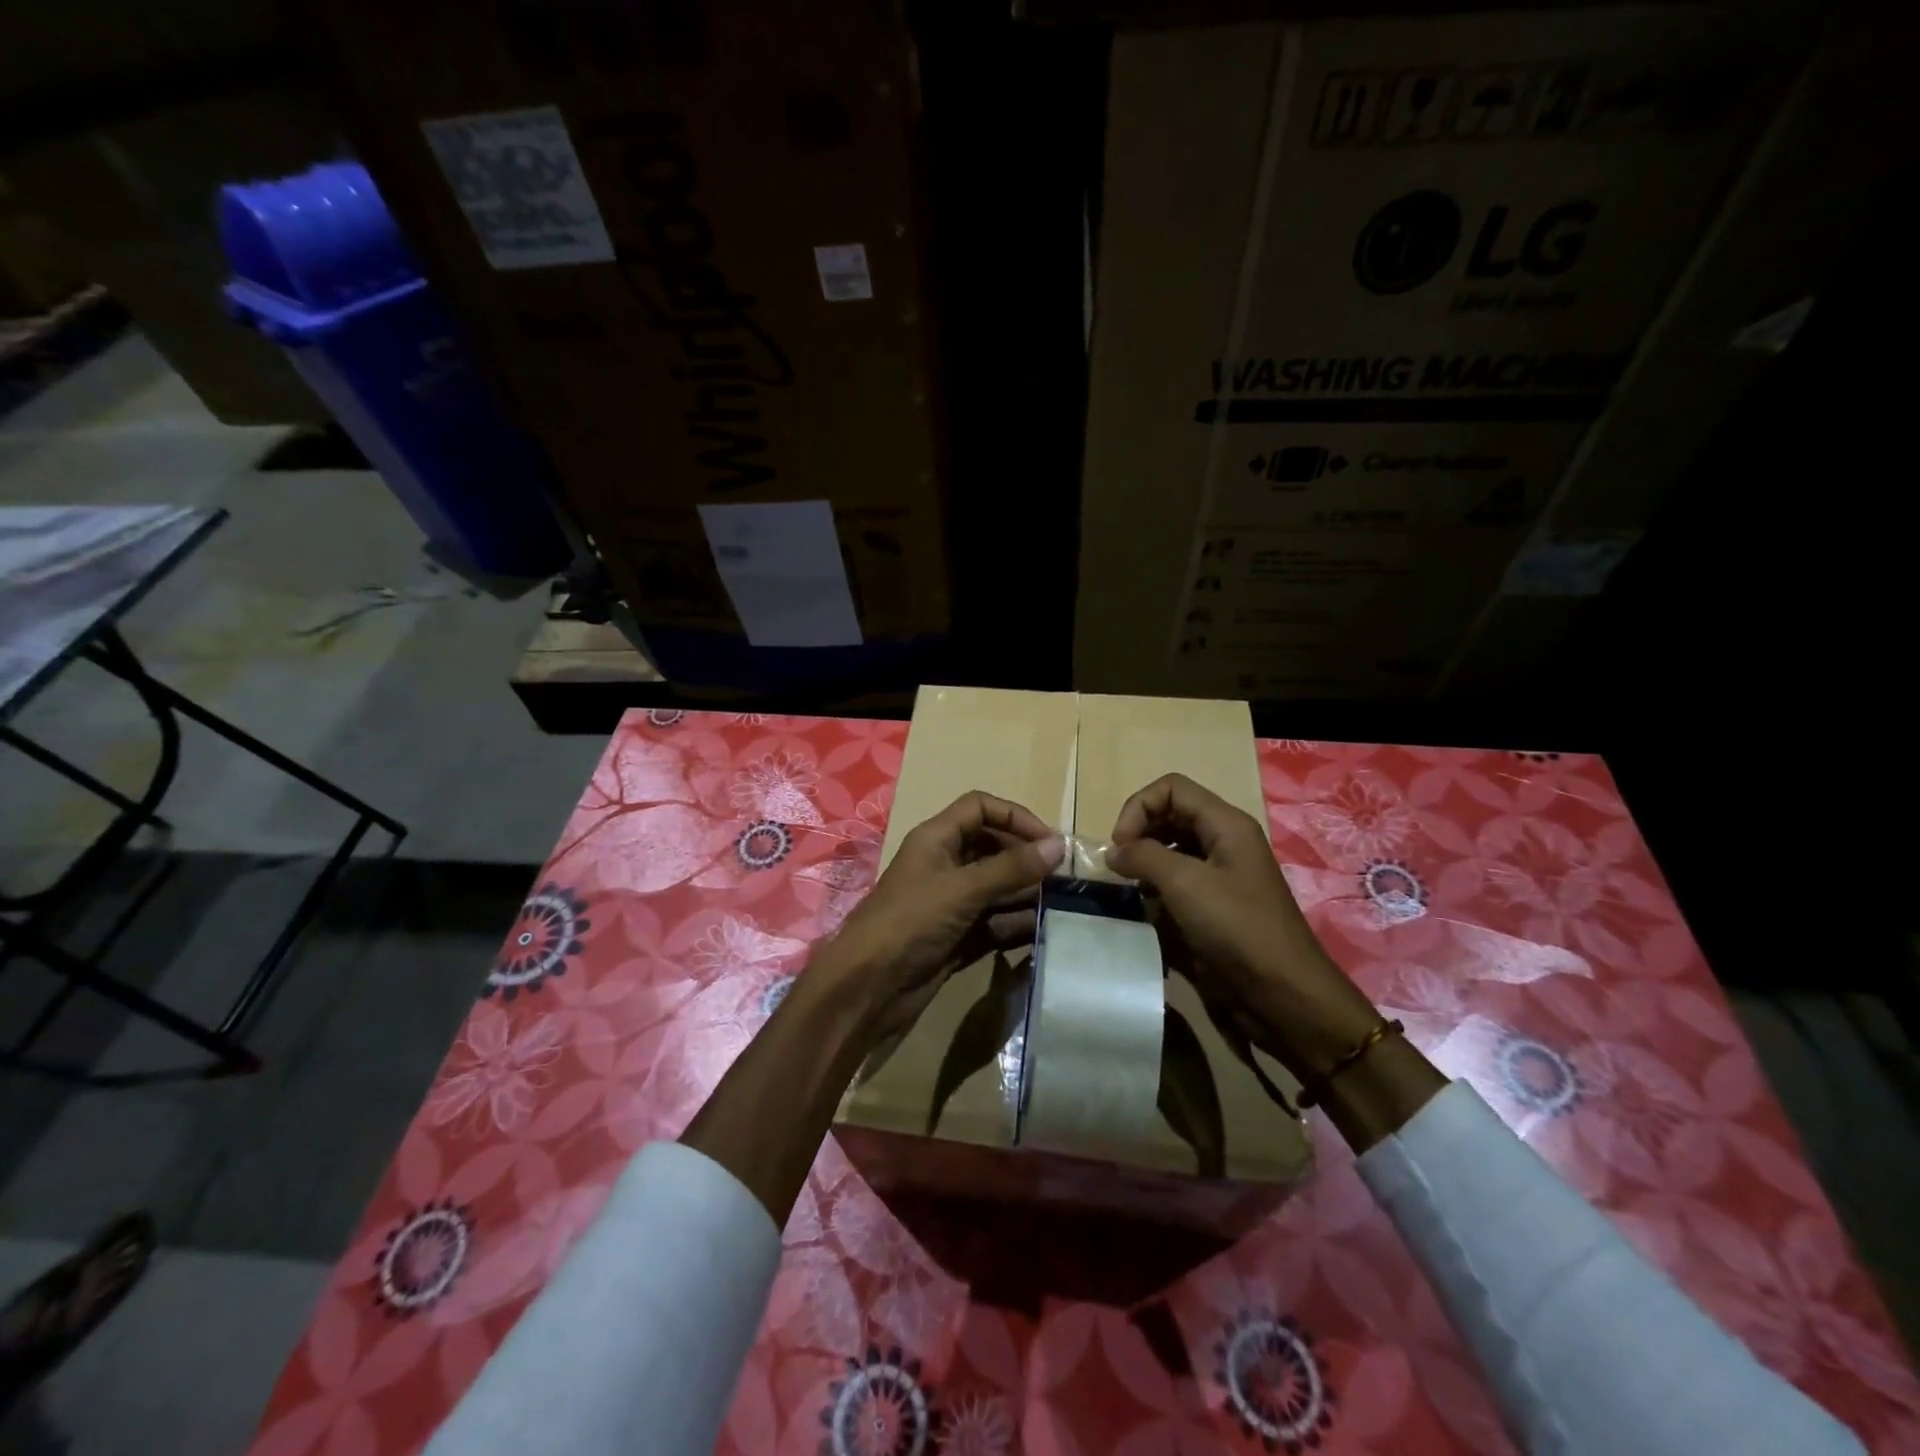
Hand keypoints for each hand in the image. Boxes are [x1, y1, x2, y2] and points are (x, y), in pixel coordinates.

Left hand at [815, 791, 1064, 1045]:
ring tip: (1064, 905)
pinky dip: (1018, 925)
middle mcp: (945, 865)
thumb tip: (1059, 845)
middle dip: (1027, 859)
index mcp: (936, 839)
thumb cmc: (910, 923)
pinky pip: (996, 922)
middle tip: (1065, 878)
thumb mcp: (962, 889)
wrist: (868, 989)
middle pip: (993, 848)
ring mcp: (952, 904)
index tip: (1049, 842)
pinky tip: (1045, 931)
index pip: (980, 808)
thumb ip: (1011, 868)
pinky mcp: (958, 938)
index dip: (1015, 817)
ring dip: (1027, 894)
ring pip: (998, 888)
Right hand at [1105, 773, 1377, 1078]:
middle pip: (1169, 816)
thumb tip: (1113, 852)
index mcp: (1225, 824)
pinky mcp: (1213, 907)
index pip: (1171, 788)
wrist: (1283, 996)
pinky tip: (1146, 911)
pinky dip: (1155, 890)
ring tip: (1128, 889)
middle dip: (1138, 835)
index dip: (1138, 808)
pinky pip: (1175, 884)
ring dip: (1144, 864)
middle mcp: (1223, 842)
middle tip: (1118, 867)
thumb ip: (1143, 856)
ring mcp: (1219, 876)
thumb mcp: (1185, 883)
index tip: (1119, 845)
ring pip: (1170, 850)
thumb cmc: (1238, 929)